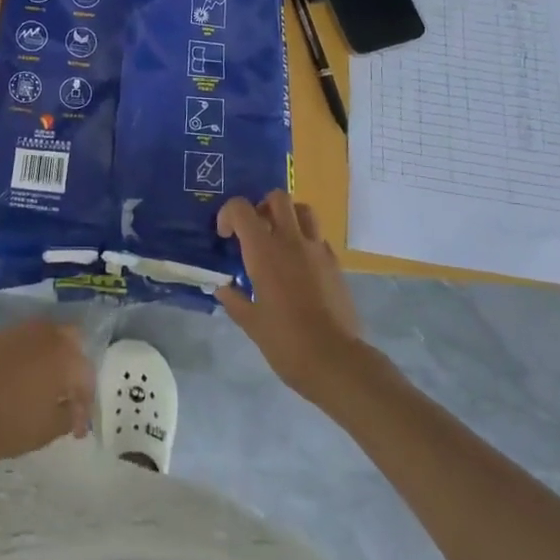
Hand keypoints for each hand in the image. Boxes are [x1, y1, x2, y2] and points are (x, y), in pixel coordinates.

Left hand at [0, 319, 95, 466]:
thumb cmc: (6, 422)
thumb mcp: (46, 430)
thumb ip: (68, 417)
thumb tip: (72, 410)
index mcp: (63, 355)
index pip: (86, 375)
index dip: (85, 404)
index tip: (77, 429)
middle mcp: (44, 334)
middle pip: (71, 341)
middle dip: (73, 367)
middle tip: (65, 395)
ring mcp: (17, 330)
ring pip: (44, 338)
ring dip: (49, 359)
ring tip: (40, 388)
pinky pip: (19, 343)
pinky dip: (24, 359)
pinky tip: (14, 381)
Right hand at [216, 192, 362, 402]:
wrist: (336, 360)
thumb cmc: (286, 341)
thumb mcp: (251, 324)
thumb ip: (234, 300)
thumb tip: (223, 288)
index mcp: (264, 250)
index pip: (241, 209)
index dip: (228, 214)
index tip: (225, 235)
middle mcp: (291, 241)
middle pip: (278, 198)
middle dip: (262, 206)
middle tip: (255, 229)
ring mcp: (317, 250)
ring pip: (304, 210)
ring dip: (289, 216)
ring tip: (279, 239)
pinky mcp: (336, 264)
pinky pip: (319, 238)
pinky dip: (306, 241)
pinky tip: (300, 267)